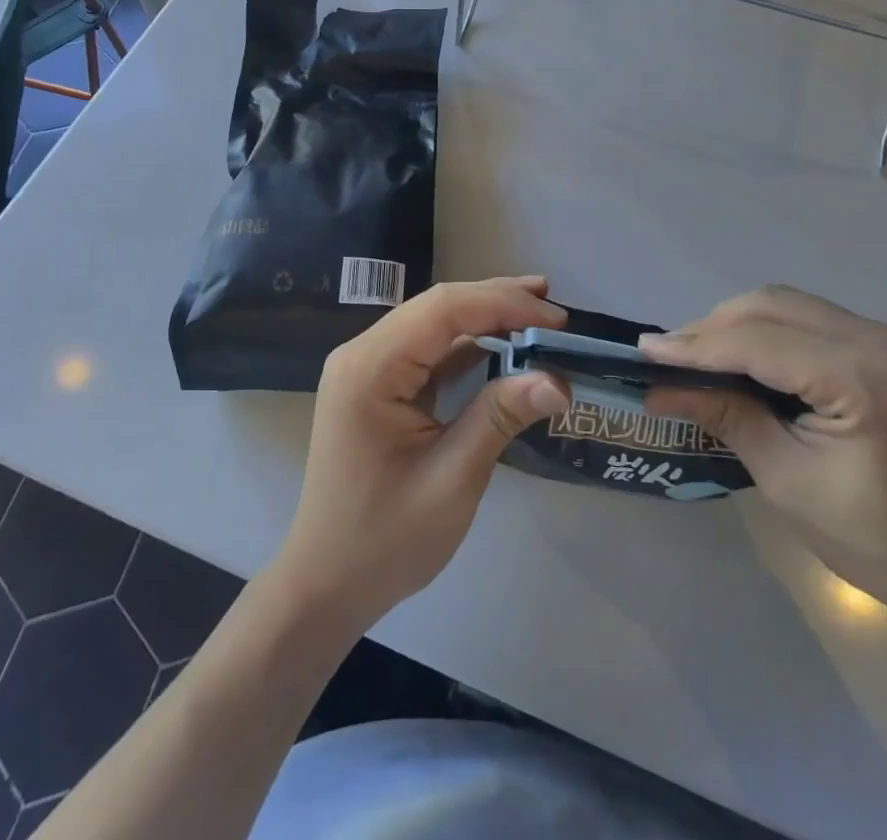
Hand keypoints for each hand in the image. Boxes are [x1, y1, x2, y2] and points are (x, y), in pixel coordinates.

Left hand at [270, 277, 570, 632]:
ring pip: (435, 324)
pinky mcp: (379, 384)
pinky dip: (470, 347)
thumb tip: (559, 380)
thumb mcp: (452, 479)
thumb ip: (500, 417)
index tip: (557, 319)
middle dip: (498, 303)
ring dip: (486, 320)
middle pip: (438, 308)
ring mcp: (368, 367)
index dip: (503, 305)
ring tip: (540, 318)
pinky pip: (429, 351)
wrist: (327, 584)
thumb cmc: (385, 540)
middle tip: (555, 310)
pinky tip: (504, 347)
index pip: (443, 310)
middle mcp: (363, 353)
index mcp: (369, 368)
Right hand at [641, 285, 886, 626]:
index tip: (644, 350)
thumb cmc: (876, 540)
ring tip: (696, 356)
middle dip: (712, 328)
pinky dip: (768, 333)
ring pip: (789, 306)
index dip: (695, 346)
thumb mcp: (786, 479)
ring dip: (738, 325)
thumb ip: (724, 417)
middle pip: (772, 307)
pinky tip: (743, 357)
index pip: (759, 342)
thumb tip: (658, 387)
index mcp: (865, 376)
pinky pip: (811, 321)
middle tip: (667, 356)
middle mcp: (882, 338)